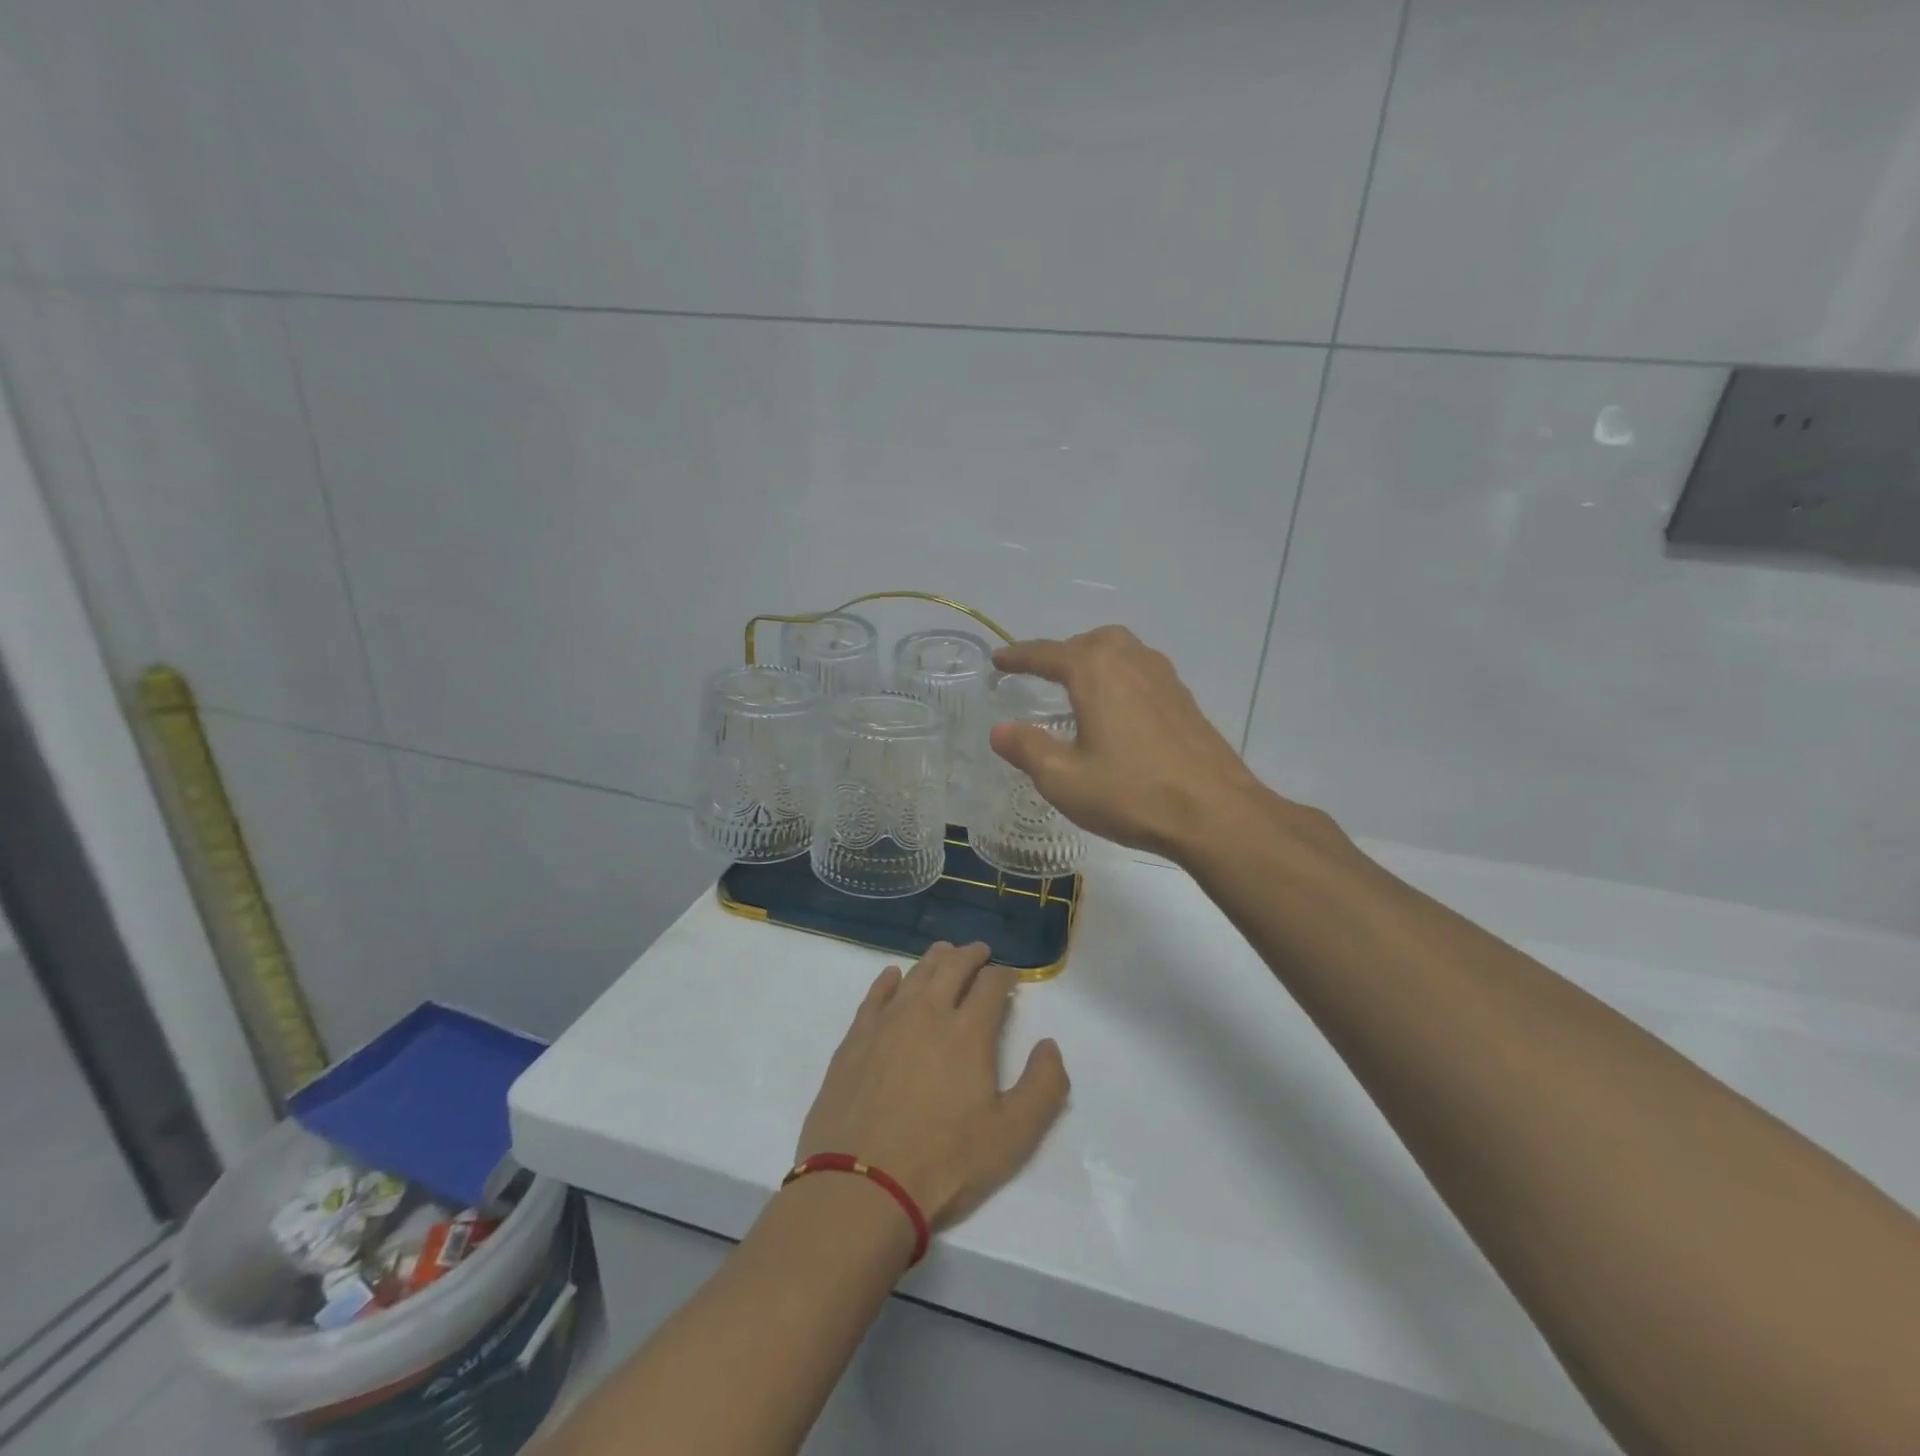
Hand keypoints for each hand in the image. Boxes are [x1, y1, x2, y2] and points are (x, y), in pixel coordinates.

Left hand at [796, 942, 1068, 1231]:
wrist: (860, 1187)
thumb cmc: (943, 1163)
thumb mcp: (1012, 1137)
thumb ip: (1043, 1087)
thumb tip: (1049, 1045)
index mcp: (968, 1031)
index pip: (992, 984)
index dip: (1005, 975)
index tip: (1011, 978)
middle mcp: (928, 1012)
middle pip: (952, 966)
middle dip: (971, 955)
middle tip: (980, 952)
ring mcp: (887, 1022)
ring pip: (915, 974)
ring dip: (935, 959)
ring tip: (945, 954)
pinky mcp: (855, 1038)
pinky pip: (875, 994)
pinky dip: (889, 980)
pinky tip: (893, 977)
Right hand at [990, 626, 1266, 860]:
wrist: (1215, 813)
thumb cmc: (1132, 793)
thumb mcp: (1063, 779)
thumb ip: (1027, 749)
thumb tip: (1000, 730)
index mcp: (1096, 670)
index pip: (1047, 653)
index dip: (1019, 656)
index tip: (999, 660)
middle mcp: (1131, 661)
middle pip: (1090, 641)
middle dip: (1062, 653)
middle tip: (1043, 675)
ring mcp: (1165, 678)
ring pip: (1122, 652)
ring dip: (1096, 661)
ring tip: (1080, 688)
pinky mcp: (1185, 700)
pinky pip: (1143, 673)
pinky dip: (1121, 678)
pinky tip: (1119, 711)